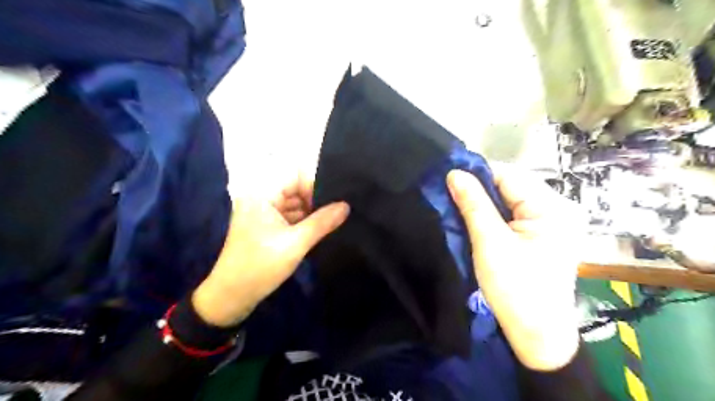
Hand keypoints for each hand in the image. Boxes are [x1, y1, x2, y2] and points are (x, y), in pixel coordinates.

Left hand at [190, 174, 345, 328]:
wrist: (231, 297)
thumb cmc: (260, 266)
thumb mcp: (296, 244)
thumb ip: (322, 222)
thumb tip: (346, 205)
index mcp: (262, 195)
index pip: (295, 176)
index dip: (316, 184)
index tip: (337, 199)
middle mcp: (262, 199)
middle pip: (296, 190)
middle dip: (317, 200)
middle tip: (341, 210)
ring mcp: (264, 214)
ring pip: (295, 205)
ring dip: (312, 212)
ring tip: (335, 220)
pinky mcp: (267, 227)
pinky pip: (291, 217)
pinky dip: (305, 222)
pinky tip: (322, 229)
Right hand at [448, 164, 582, 368]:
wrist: (535, 335)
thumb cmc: (515, 288)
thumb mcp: (490, 242)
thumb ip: (473, 203)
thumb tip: (454, 173)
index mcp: (552, 207)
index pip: (508, 175)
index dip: (477, 175)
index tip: (448, 179)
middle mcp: (557, 209)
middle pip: (510, 187)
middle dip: (479, 191)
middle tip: (449, 195)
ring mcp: (550, 224)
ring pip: (508, 202)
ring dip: (483, 204)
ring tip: (457, 207)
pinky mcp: (541, 237)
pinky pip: (512, 217)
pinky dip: (492, 217)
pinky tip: (474, 221)